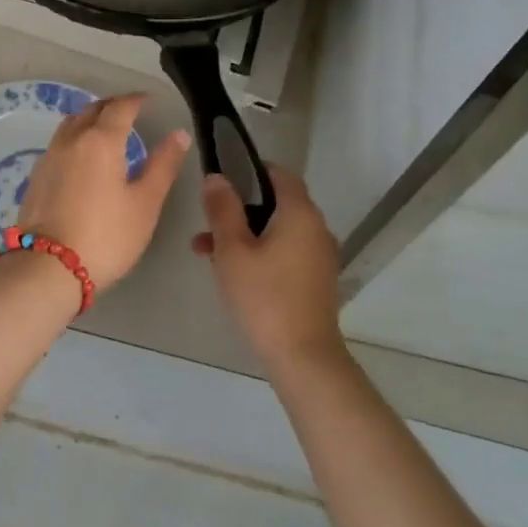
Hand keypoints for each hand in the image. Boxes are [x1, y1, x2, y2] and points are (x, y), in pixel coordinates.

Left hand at [17, 94, 190, 293]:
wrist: (48, 267)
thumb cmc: (106, 236)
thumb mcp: (145, 204)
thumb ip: (163, 165)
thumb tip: (179, 134)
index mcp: (100, 141)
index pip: (120, 107)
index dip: (136, 100)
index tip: (148, 100)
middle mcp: (71, 140)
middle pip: (91, 110)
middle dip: (112, 106)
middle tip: (129, 111)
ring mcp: (49, 157)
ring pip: (71, 124)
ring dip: (90, 119)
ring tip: (105, 129)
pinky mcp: (36, 176)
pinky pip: (59, 143)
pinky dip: (75, 138)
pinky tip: (82, 157)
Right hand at [192, 165, 343, 369]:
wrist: (303, 356)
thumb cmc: (264, 296)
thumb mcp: (232, 250)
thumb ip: (223, 209)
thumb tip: (217, 178)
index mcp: (300, 213)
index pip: (280, 174)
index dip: (252, 170)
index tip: (224, 179)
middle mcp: (316, 228)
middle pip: (276, 204)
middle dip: (239, 210)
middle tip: (207, 224)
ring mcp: (320, 255)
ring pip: (278, 231)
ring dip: (245, 234)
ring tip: (207, 253)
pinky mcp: (317, 279)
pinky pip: (287, 252)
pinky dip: (262, 253)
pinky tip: (234, 273)